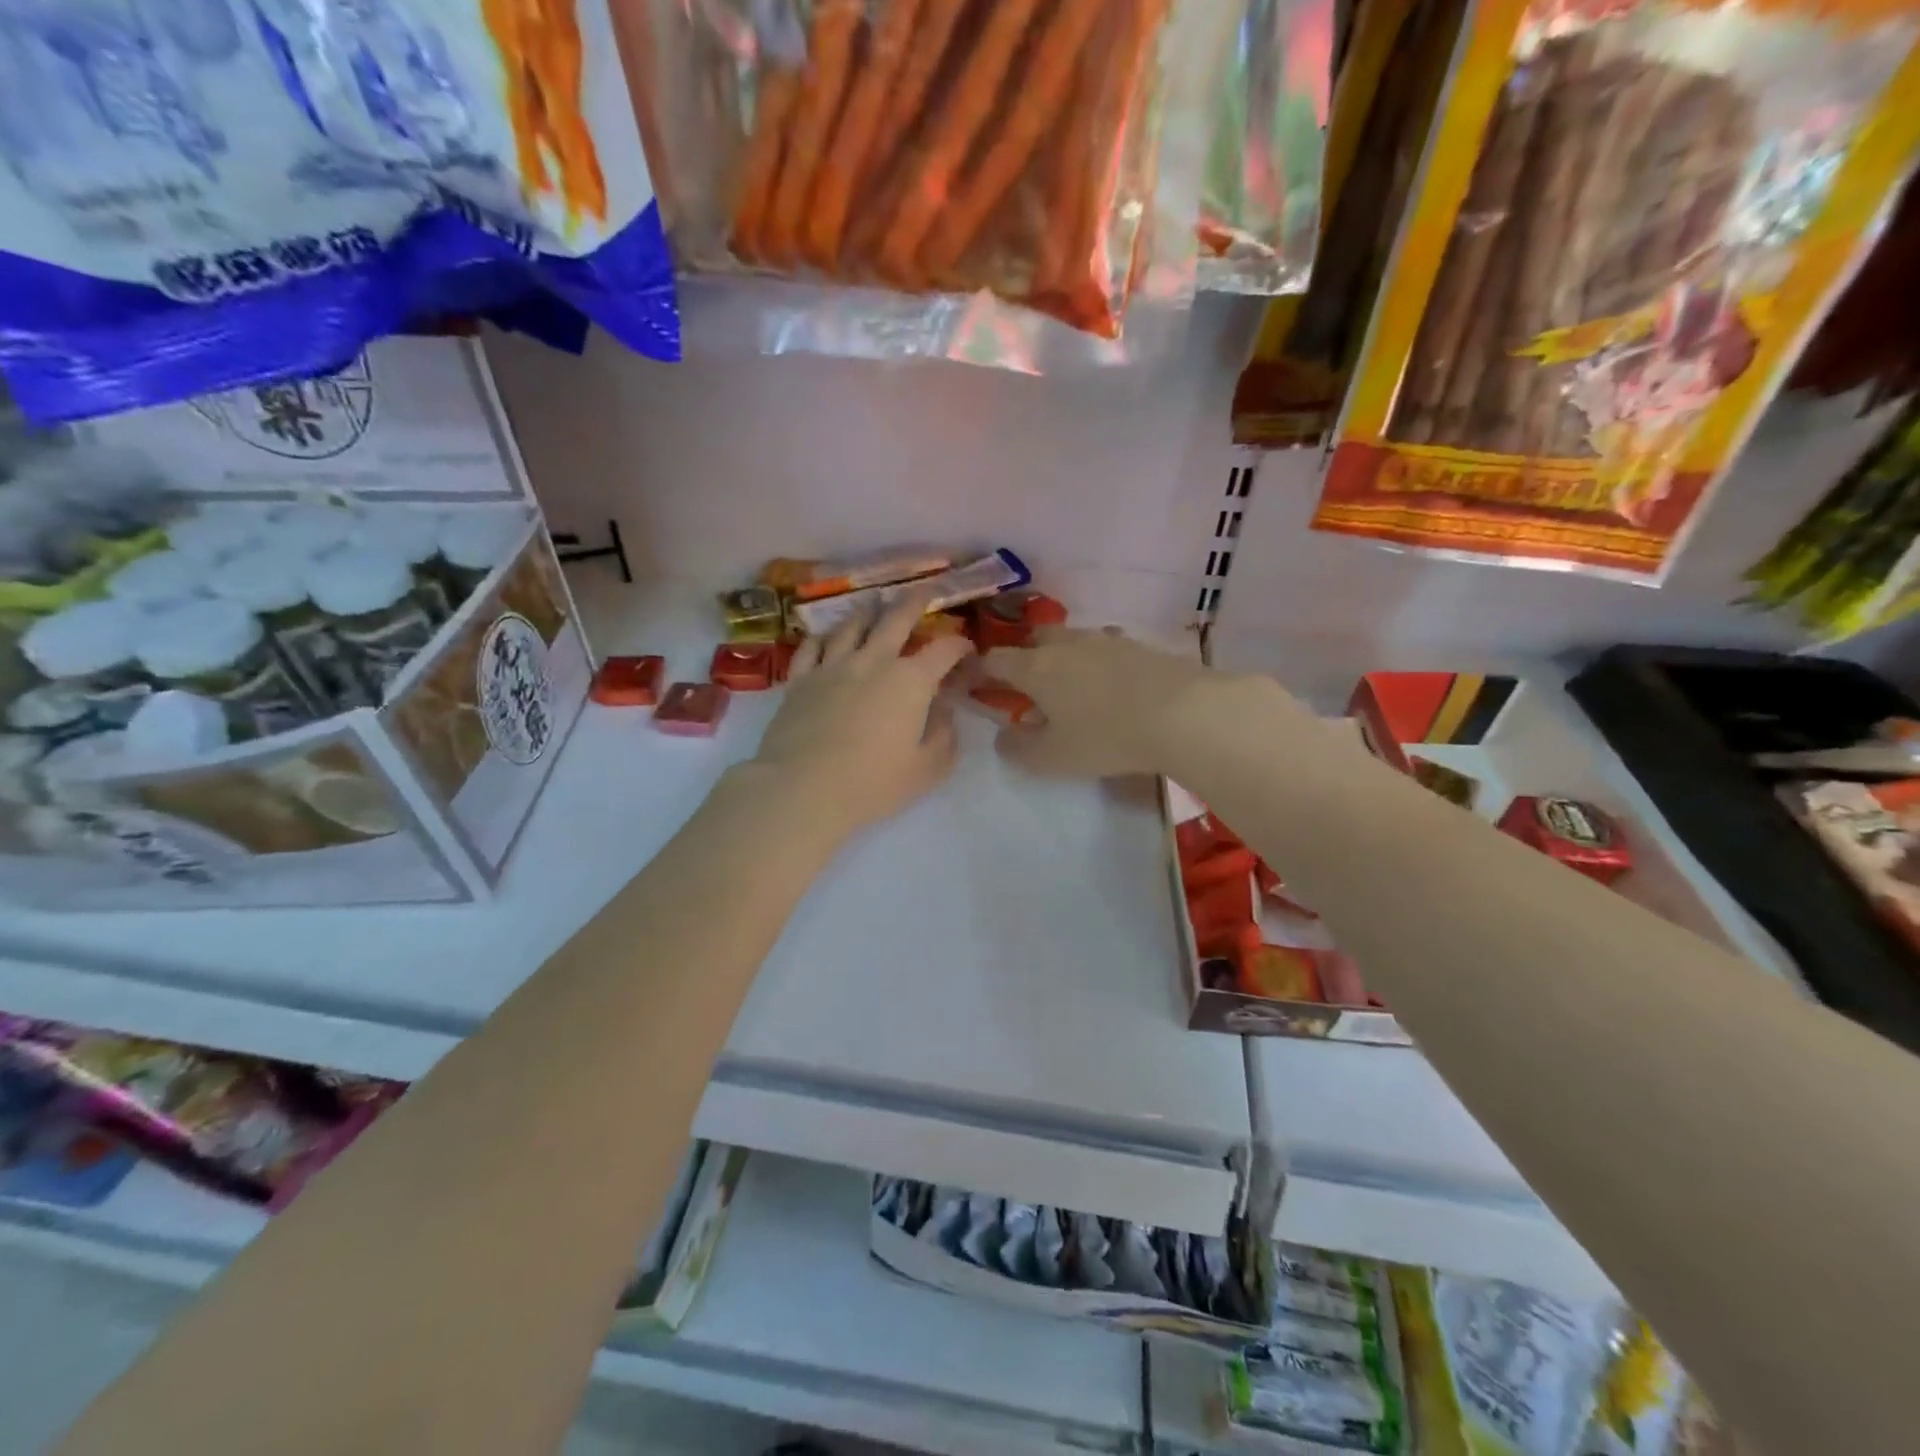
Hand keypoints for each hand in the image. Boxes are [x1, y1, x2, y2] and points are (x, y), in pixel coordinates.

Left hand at [752, 595, 972, 837]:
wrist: (803, 788)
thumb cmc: (873, 784)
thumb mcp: (926, 769)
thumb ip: (943, 737)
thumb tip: (944, 712)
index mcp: (910, 681)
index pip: (943, 650)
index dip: (960, 645)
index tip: (967, 648)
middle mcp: (873, 661)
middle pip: (896, 618)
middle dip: (915, 601)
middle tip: (925, 591)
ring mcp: (832, 666)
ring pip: (852, 625)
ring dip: (868, 612)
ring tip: (875, 605)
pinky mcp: (799, 679)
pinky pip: (811, 647)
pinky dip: (823, 637)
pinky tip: (827, 637)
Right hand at [979, 628, 1253, 777]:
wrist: (1182, 712)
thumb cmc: (1106, 736)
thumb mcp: (1054, 757)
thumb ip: (1019, 750)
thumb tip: (1002, 738)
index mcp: (1035, 667)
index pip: (995, 660)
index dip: (980, 671)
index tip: (974, 683)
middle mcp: (1064, 644)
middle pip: (1033, 640)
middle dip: (1024, 658)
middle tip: (1028, 686)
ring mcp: (1103, 639)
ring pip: (1070, 641)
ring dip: (1062, 659)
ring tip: (1072, 688)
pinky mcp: (1136, 645)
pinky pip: (1103, 649)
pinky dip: (1095, 664)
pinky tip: (1108, 686)